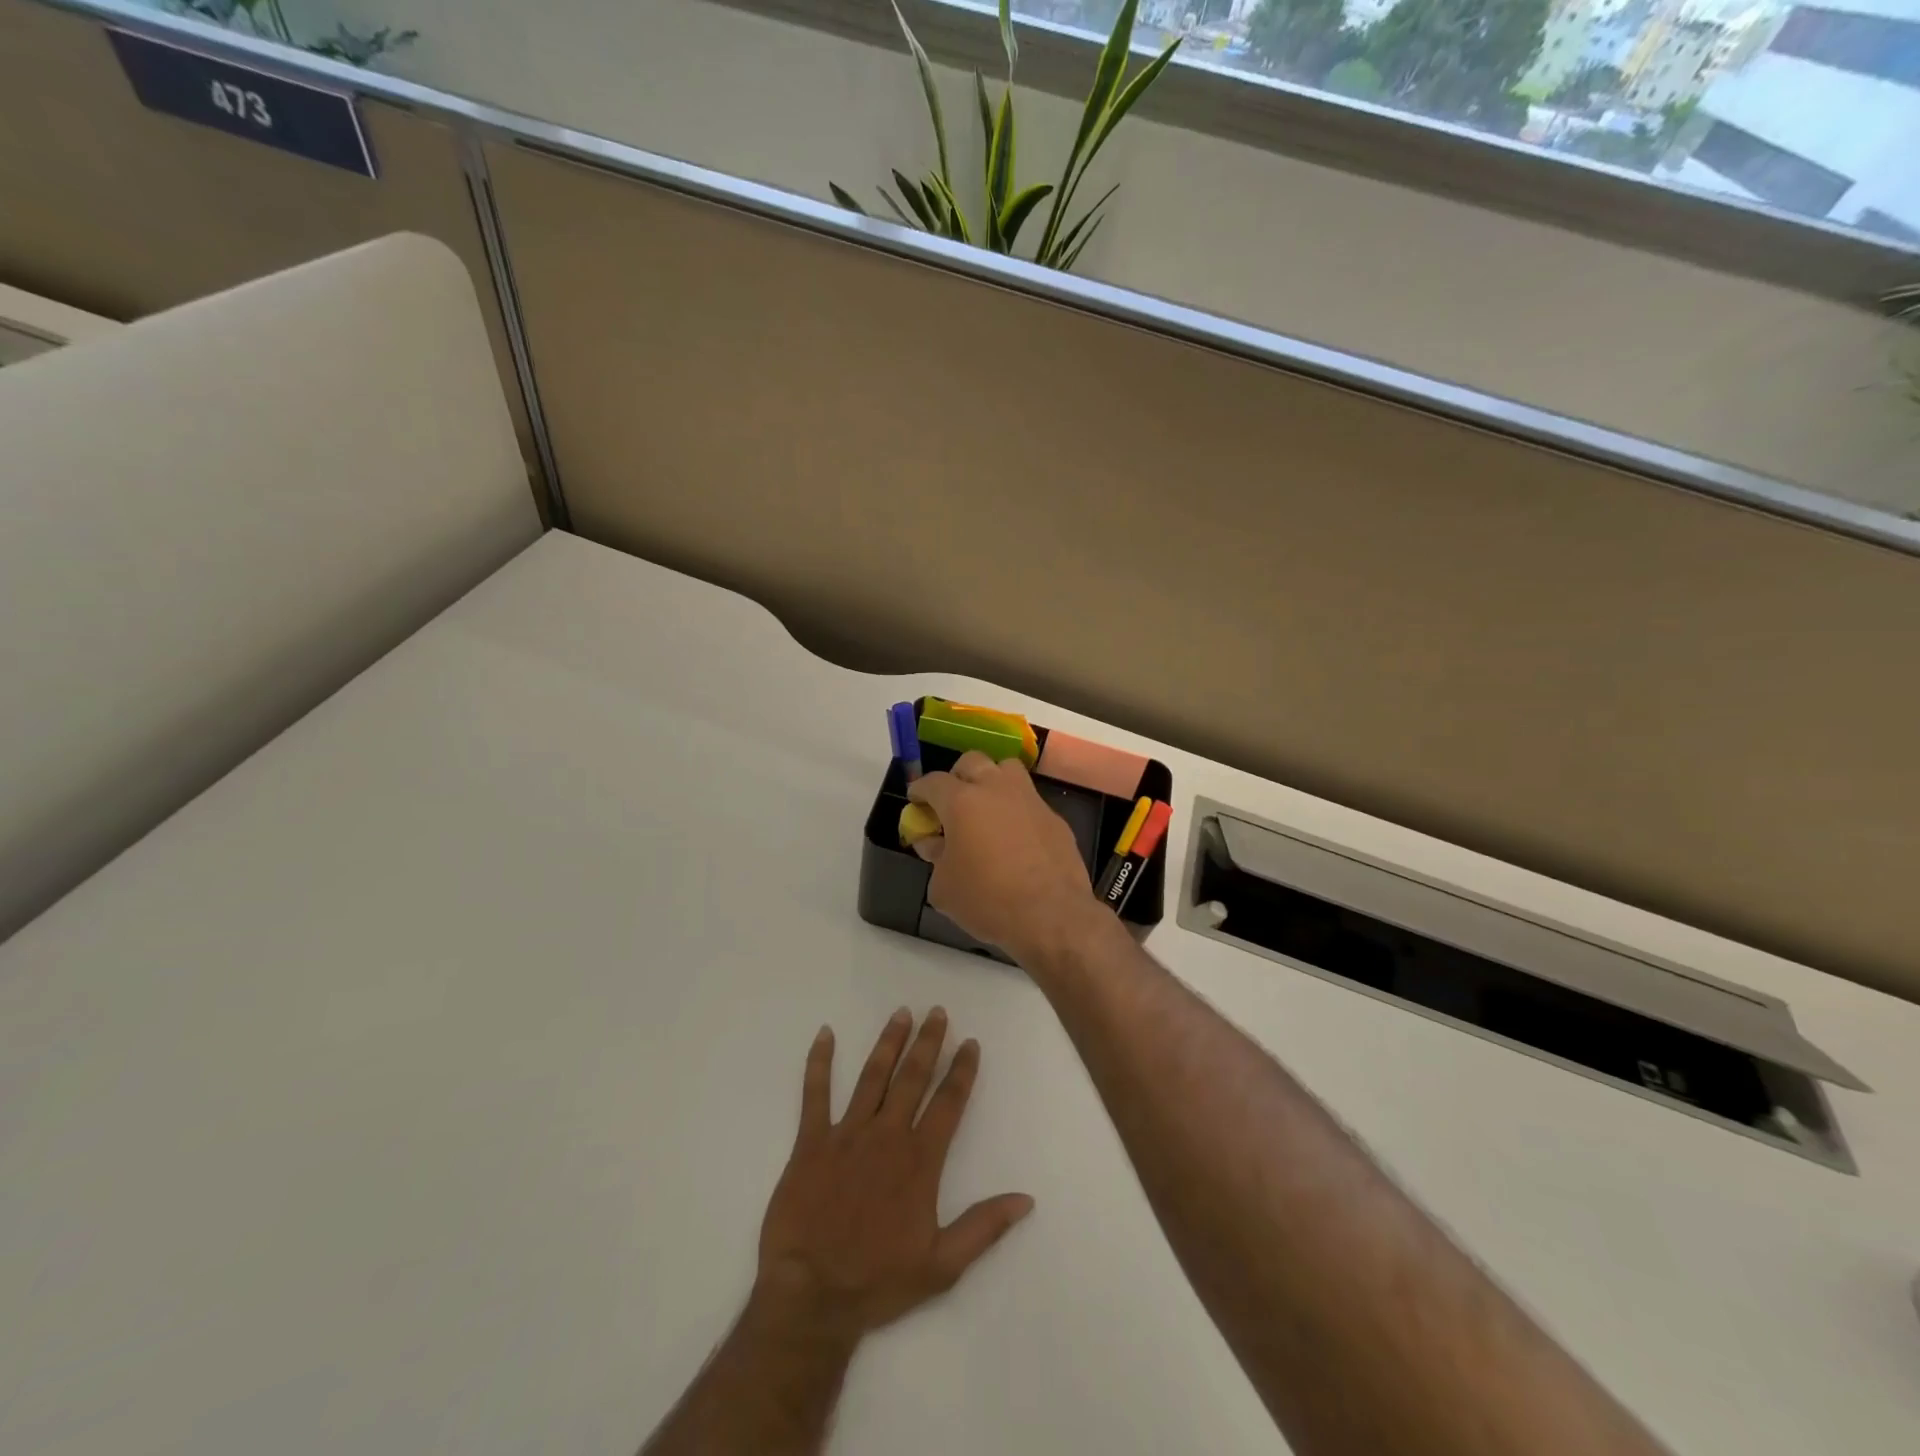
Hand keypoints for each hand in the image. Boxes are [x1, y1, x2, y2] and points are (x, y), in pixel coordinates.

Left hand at [755, 1008, 1033, 1340]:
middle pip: (912, 1078)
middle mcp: (886, 1136)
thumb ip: (984, 1227)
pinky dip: (819, 1063)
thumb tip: (1026, 1199)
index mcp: (919, 1161)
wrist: (811, 1296)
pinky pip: (815, 1094)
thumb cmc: (877, 1281)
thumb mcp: (942, 1266)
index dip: (962, 1071)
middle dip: (928, 1042)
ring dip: (889, 1042)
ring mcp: (846, 1134)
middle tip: (937, 1011)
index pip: (948, 1103)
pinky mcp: (810, 1142)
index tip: (970, 1043)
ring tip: (901, 1013)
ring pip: (872, 1076)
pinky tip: (824, 1034)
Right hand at [907, 752, 1106, 965]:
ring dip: (992, 781)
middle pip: (972, 762)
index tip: (916, 801)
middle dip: (957, 777)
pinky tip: (1015, 838)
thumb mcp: (943, 887)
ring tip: (986, 809)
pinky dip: (1017, 811)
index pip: (933, 781)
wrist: (1051, 916)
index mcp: (962, 801)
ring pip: (1007, 770)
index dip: (920, 790)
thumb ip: (935, 857)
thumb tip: (933, 843)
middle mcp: (996, 789)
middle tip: (951, 802)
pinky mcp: (1055, 818)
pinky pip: (1030, 802)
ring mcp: (1030, 800)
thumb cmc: (987, 900)